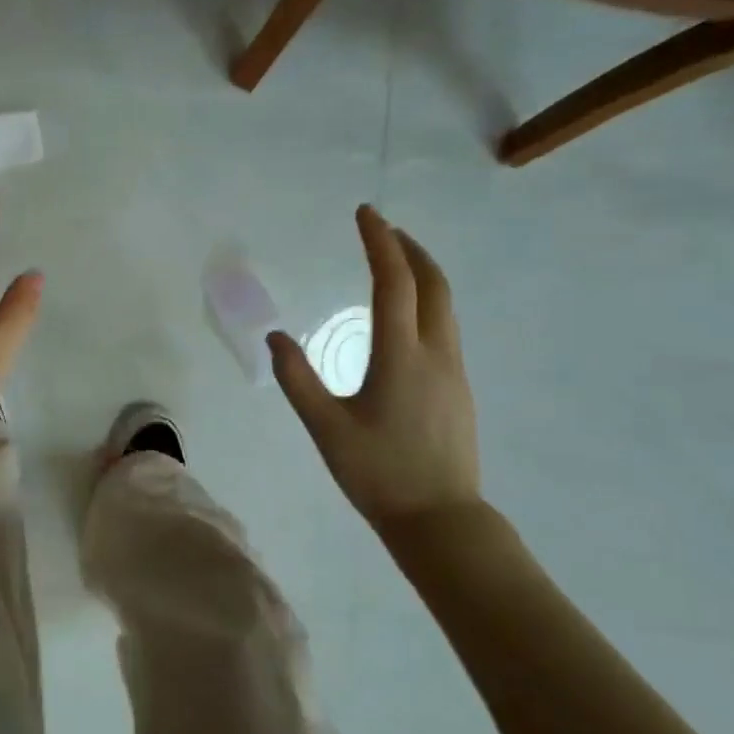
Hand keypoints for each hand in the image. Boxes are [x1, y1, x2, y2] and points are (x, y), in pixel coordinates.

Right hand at [268, 205, 479, 531]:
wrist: (441, 519)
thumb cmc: (378, 473)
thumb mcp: (325, 428)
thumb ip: (297, 380)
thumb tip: (275, 338)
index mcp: (401, 357)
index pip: (394, 283)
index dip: (380, 243)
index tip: (366, 214)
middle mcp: (435, 354)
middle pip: (433, 285)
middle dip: (410, 250)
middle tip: (384, 229)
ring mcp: (454, 372)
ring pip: (444, 307)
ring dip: (422, 275)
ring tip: (395, 264)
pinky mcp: (458, 389)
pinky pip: (445, 329)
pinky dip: (426, 304)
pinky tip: (406, 319)